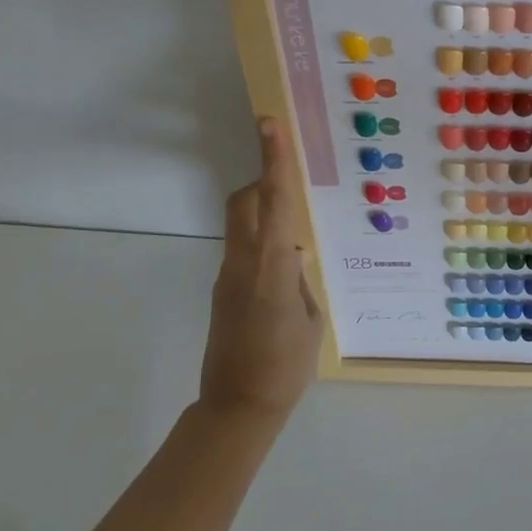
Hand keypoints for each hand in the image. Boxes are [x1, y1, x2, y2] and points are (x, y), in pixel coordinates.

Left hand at [198, 118, 323, 417]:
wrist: (237, 406)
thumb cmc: (286, 366)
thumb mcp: (309, 320)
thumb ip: (300, 281)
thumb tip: (293, 256)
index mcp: (271, 267)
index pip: (273, 202)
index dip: (273, 161)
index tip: (269, 124)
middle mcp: (243, 263)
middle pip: (245, 203)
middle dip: (264, 183)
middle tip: (289, 185)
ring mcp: (227, 276)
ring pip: (241, 225)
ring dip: (263, 214)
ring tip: (295, 235)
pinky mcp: (222, 291)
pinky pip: (243, 251)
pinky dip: (262, 244)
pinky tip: (284, 271)